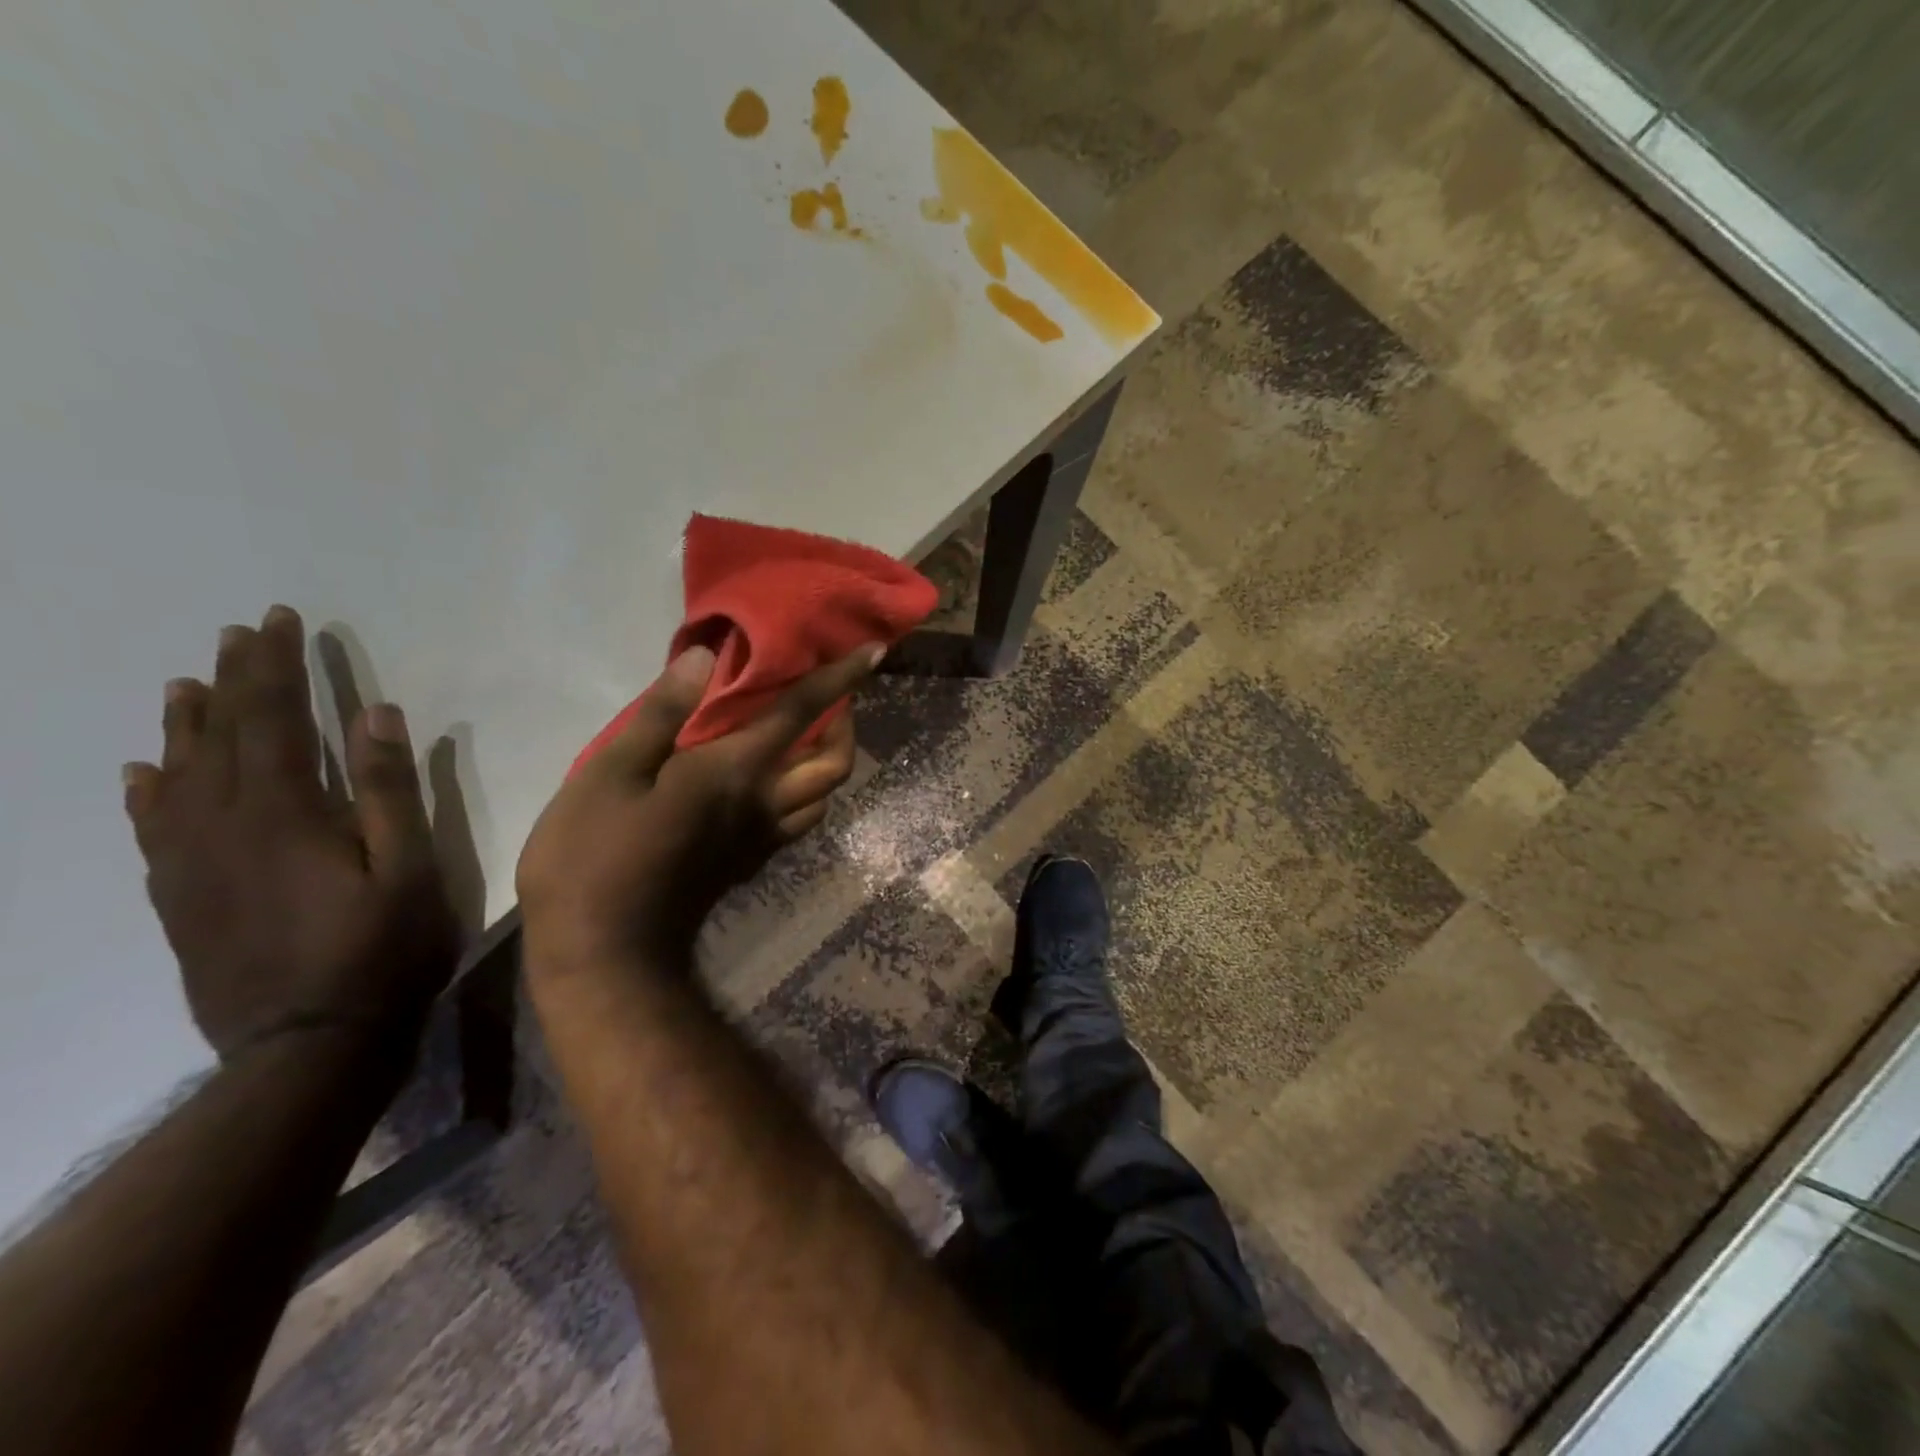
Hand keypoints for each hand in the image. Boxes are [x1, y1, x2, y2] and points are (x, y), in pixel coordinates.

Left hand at [122, 606, 460, 1060]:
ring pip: (177, 775)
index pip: (275, 718)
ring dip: (185, 725)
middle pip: (223, 736)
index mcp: (285, 813)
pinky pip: (151, 829)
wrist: (308, 1045)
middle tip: (240, 632)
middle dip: (236, 679)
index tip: (280, 620)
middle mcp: (223, 826)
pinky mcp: (179, 897)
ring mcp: (190, 863)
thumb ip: (389, 791)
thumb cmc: (382, 951)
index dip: (277, 666)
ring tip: (185, 684)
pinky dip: (146, 792)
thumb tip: (376, 715)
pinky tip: (144, 774)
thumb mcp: (410, 869)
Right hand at [516, 644, 878, 975]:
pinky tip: (776, 783)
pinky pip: (798, 822)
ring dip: (829, 763)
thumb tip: (705, 658)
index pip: (803, 713)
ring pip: (823, 799)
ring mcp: (762, 841)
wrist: (605, 953)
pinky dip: (805, 794)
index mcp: (738, 772)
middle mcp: (765, 804)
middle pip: (835, 766)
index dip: (841, 679)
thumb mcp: (609, 772)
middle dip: (846, 726)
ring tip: (808, 738)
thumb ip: (662, 713)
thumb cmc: (595, 855)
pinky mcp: (748, 864)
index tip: (874, 652)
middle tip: (832, 701)